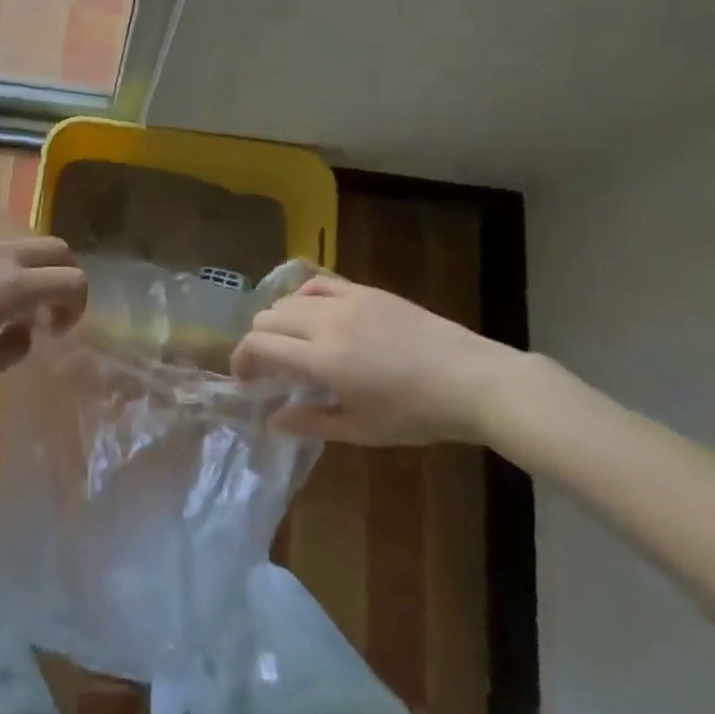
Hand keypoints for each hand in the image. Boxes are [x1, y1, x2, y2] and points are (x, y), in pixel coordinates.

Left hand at [0, 220, 86, 384]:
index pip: (73, 281)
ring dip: (35, 257)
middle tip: (46, 305)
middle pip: (58, 249)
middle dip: (64, 276)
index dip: (76, 305)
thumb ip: (17, 347)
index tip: (55, 328)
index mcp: (14, 286)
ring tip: (14, 282)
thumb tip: (25, 328)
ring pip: (27, 231)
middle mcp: (3, 251)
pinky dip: (2, 234)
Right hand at [230, 276, 524, 445]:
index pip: (259, 344)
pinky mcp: (367, 291)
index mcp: (321, 360)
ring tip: (292, 343)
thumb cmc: (416, 413)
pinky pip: (319, 284)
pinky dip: (304, 298)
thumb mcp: (361, 429)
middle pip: (267, 317)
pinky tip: (314, 315)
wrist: (472, 380)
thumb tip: (273, 420)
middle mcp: (325, 323)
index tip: (246, 379)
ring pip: (289, 299)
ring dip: (279, 320)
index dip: (242, 359)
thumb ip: (311, 422)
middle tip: (269, 367)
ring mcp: (347, 301)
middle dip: (257, 341)